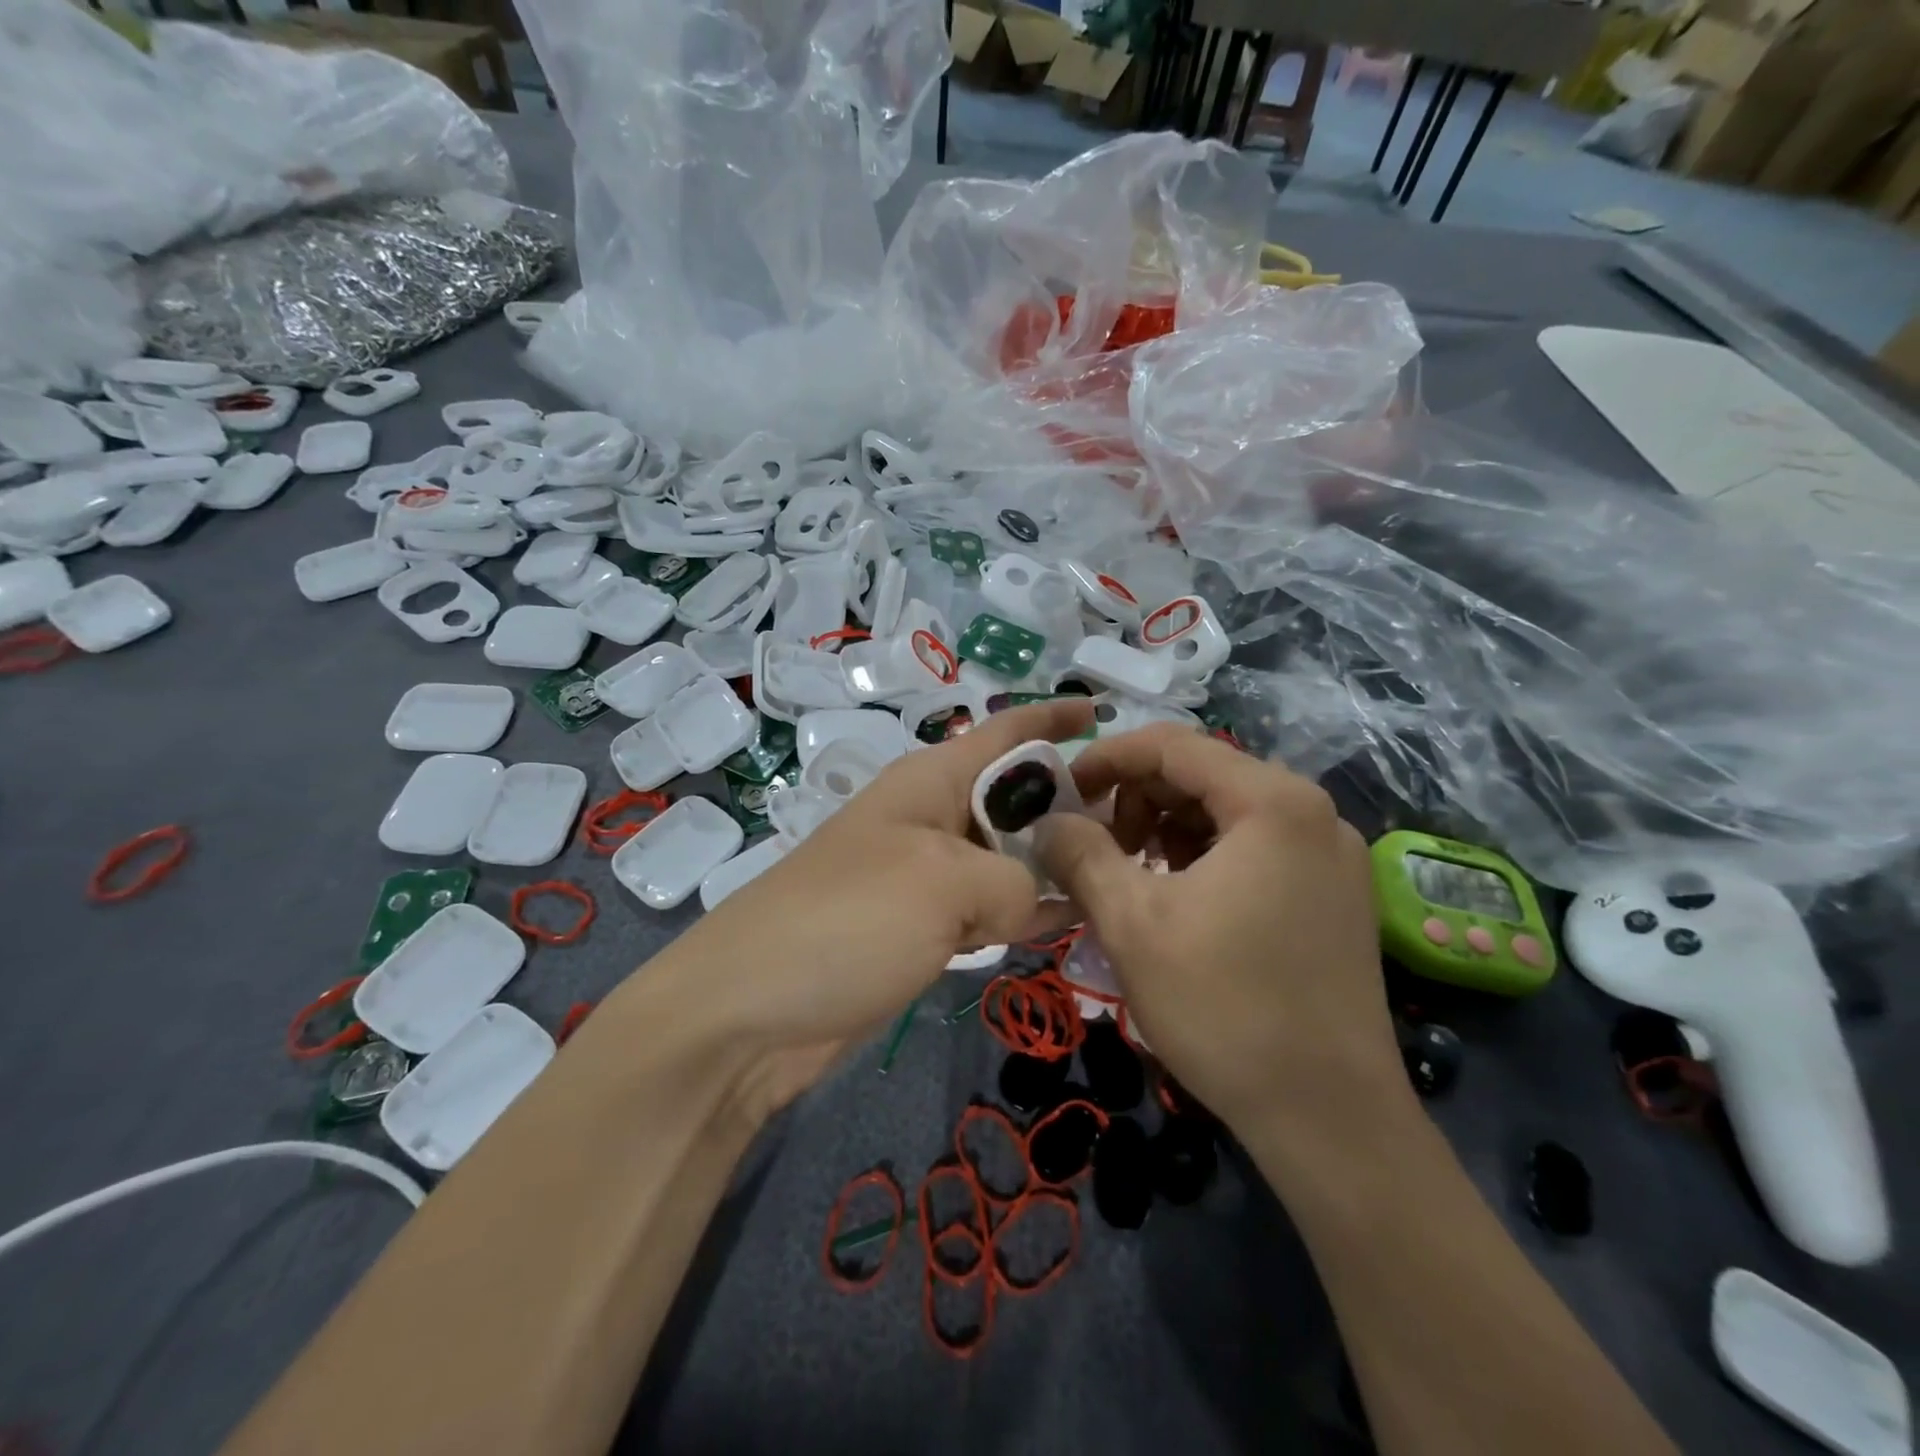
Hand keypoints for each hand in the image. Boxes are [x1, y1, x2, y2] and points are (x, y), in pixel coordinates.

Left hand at [657, 699, 1094, 1111]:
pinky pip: (985, 907)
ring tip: (1120, 876)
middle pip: (1013, 796)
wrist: (749, 1011)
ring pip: (1004, 856)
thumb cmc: (849, 919)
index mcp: (930, 781)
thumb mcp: (943, 882)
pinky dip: (1022, 913)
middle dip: (1070, 803)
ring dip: (1052, 864)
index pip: (1004, 732)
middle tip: (1141, 827)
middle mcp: (928, 819)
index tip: (1108, 715)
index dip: (1054, 718)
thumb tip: (1028, 902)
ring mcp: (921, 877)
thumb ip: (1011, 880)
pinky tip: (1066, 925)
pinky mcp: (916, 930)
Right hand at [1035, 725, 1406, 1141]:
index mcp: (1272, 801)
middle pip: (1200, 775)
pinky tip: (1176, 900)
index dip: (1105, 760)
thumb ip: (1080, 854)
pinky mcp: (1333, 894)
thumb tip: (1047, 821)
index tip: (1061, 793)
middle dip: (1135, 801)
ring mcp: (1330, 854)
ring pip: (1224, 813)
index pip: (1171, 745)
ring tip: (1130, 879)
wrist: (1331, 1118)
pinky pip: (1252, 848)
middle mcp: (1312, 812)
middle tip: (1094, 849)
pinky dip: (1201, 858)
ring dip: (1165, 831)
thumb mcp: (1131, 922)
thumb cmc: (1225, 1008)